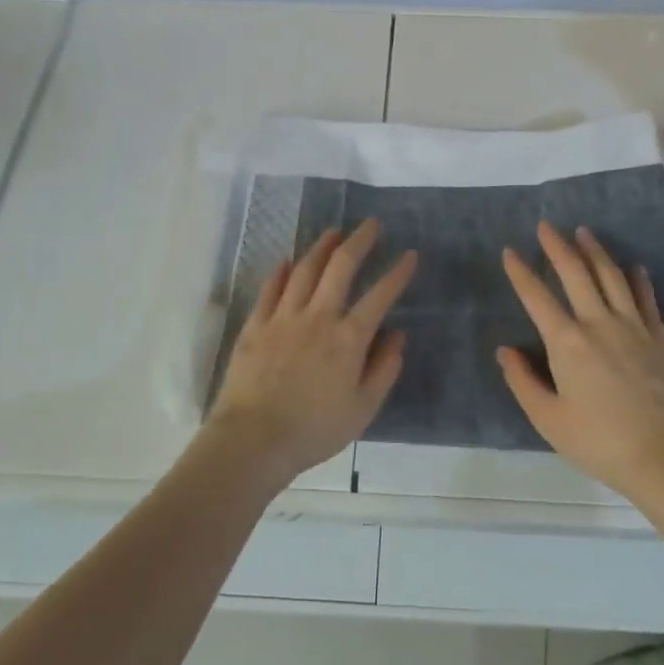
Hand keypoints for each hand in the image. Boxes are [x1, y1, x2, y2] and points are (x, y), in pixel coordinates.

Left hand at [208, 219, 416, 485]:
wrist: (253, 440)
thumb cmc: (315, 430)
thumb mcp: (363, 408)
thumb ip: (384, 368)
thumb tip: (398, 335)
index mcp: (348, 338)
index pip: (380, 295)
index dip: (398, 273)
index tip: (410, 255)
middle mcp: (318, 317)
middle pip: (340, 267)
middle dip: (359, 241)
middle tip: (371, 224)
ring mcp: (283, 317)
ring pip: (304, 269)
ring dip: (321, 247)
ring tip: (333, 232)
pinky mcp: (255, 325)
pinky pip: (270, 288)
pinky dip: (281, 271)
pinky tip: (287, 259)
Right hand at [497, 221, 663, 502]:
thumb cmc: (600, 442)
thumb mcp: (549, 420)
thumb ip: (523, 382)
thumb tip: (505, 351)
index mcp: (567, 343)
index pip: (537, 297)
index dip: (521, 272)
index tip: (510, 252)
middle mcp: (599, 323)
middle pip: (576, 273)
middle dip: (558, 246)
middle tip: (546, 225)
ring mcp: (633, 327)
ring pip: (611, 276)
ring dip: (595, 251)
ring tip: (584, 232)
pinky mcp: (659, 337)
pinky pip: (645, 298)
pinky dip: (637, 279)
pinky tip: (633, 267)